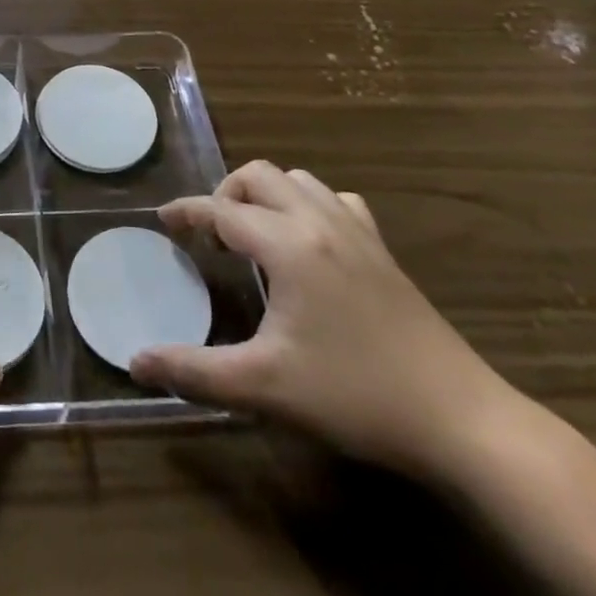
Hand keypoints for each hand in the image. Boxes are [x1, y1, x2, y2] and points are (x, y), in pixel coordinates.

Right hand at [131, 163, 518, 475]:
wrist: (460, 420)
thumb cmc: (354, 396)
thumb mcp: (264, 389)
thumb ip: (194, 372)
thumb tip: (136, 363)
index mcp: (288, 244)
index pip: (221, 210)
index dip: (186, 211)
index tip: (163, 220)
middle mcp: (319, 222)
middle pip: (259, 175)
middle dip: (226, 193)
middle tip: (211, 234)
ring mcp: (357, 232)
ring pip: (299, 180)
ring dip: (267, 194)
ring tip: (254, 234)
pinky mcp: (384, 250)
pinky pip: (337, 201)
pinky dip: (310, 205)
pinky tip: (310, 242)